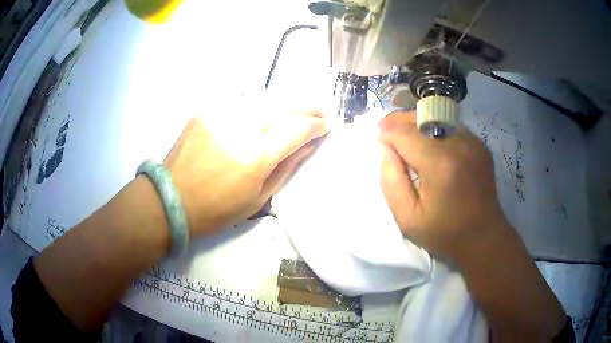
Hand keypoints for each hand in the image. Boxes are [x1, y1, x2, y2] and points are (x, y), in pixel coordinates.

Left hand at [164, 110, 327, 236]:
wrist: (171, 200)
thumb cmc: (217, 210)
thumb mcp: (258, 198)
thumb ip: (287, 167)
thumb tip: (308, 145)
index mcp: (255, 157)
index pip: (297, 128)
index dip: (317, 125)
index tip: (328, 125)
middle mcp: (239, 128)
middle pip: (284, 104)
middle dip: (308, 105)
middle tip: (321, 109)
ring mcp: (219, 115)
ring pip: (263, 96)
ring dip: (284, 100)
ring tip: (295, 108)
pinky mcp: (205, 111)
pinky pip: (240, 100)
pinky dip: (258, 103)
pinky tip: (263, 111)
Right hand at [378, 111, 512, 262]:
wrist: (484, 238)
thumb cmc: (444, 233)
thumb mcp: (407, 218)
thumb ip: (390, 180)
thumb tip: (383, 148)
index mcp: (440, 164)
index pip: (404, 134)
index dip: (386, 134)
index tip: (377, 141)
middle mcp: (459, 144)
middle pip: (422, 118)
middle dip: (399, 120)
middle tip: (383, 127)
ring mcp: (473, 142)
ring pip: (437, 118)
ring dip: (417, 122)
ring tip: (404, 133)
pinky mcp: (480, 145)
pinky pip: (451, 127)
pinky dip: (435, 129)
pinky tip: (429, 144)